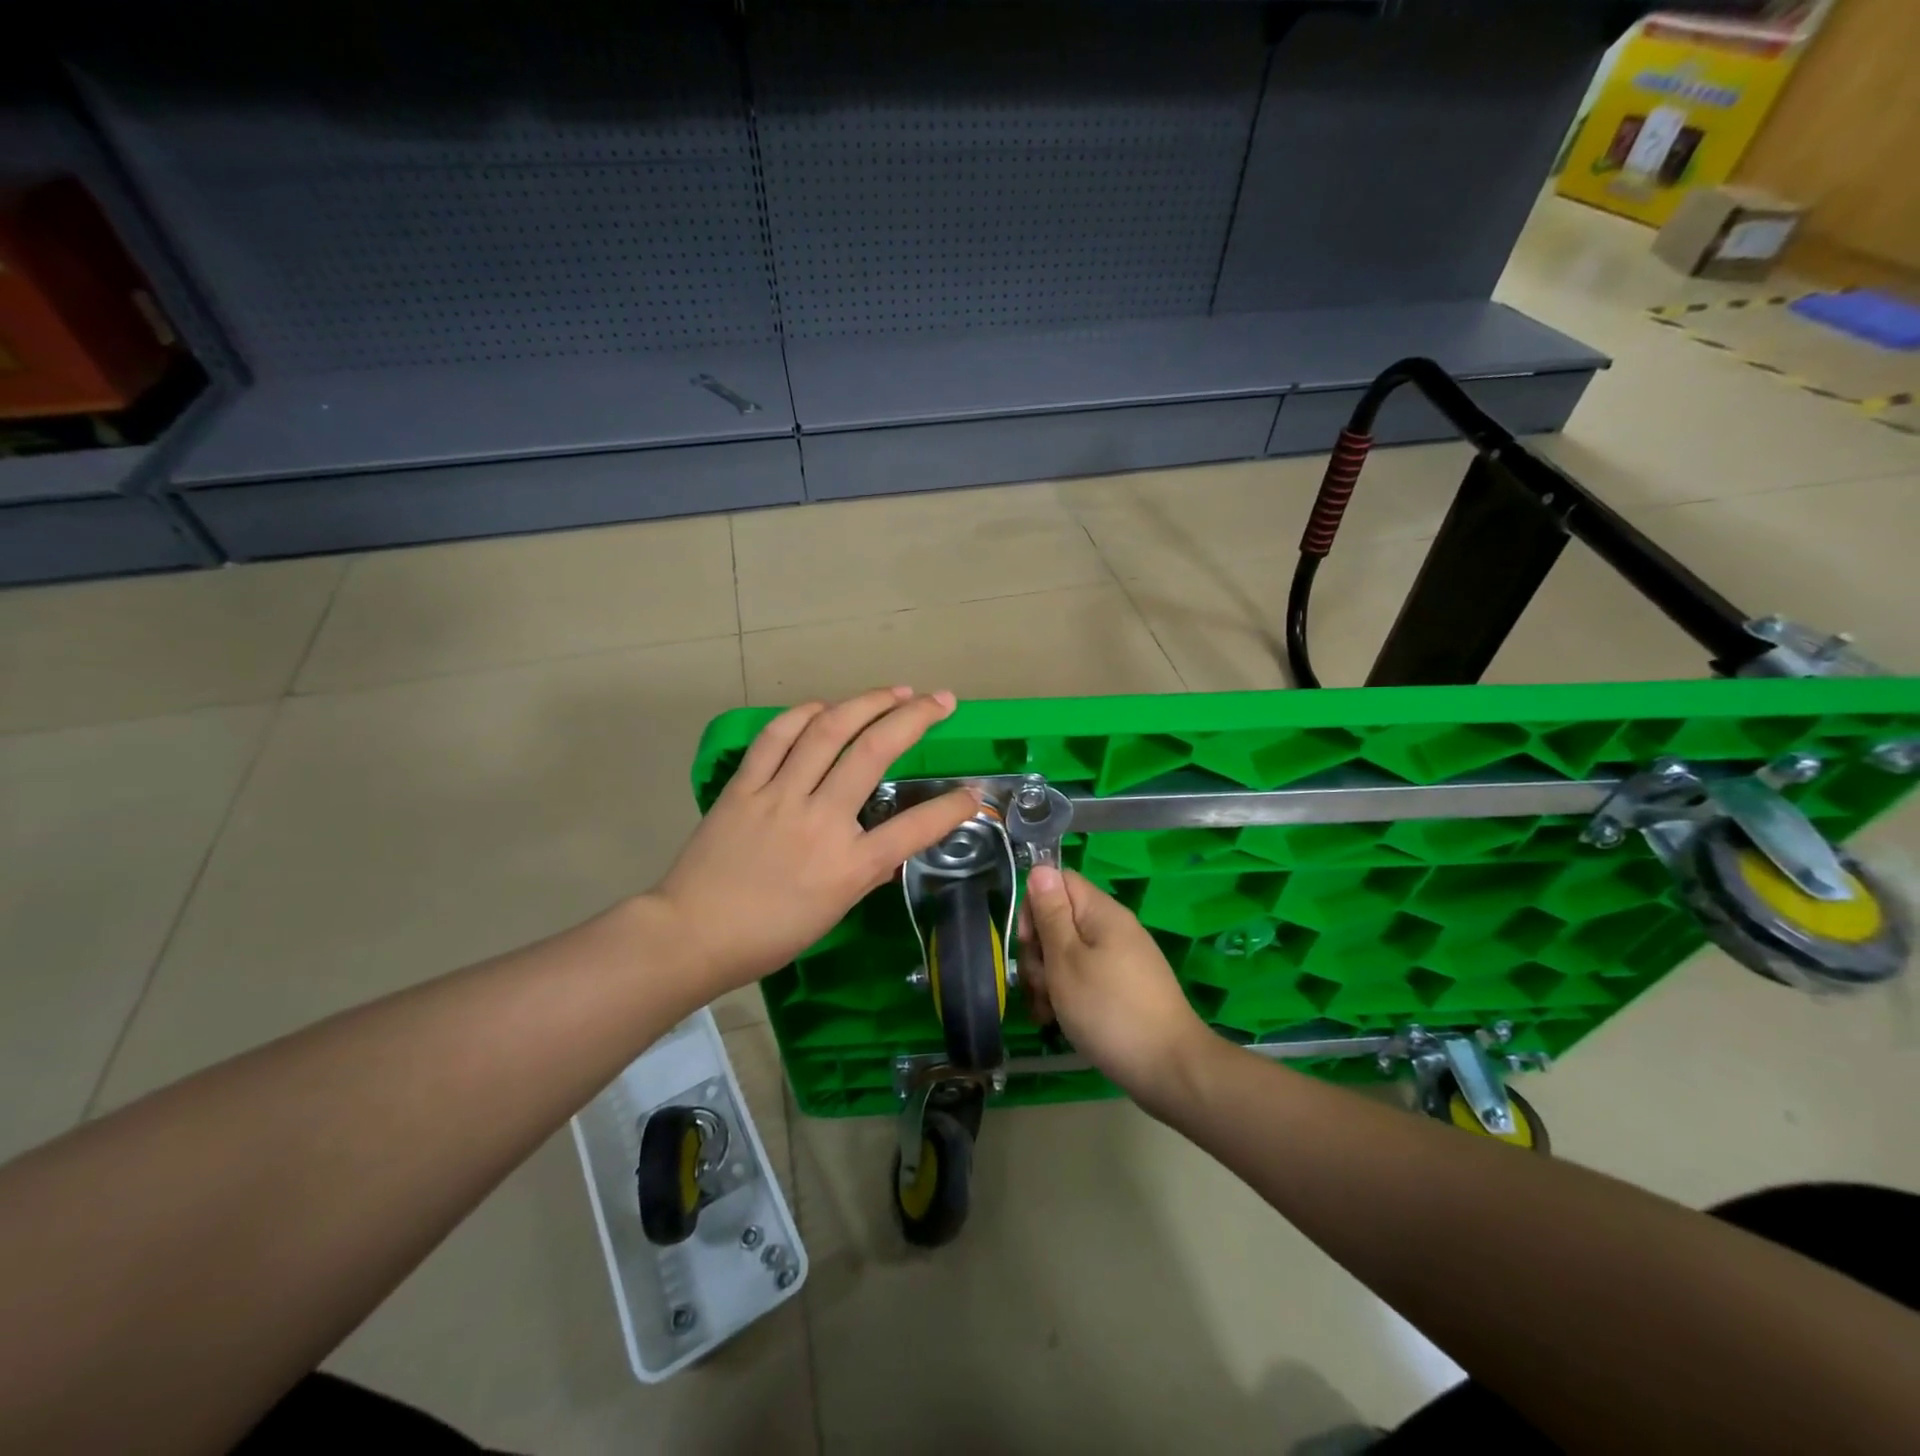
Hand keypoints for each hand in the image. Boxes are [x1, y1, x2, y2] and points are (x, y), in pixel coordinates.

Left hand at [651, 687, 980, 995]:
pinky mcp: (744, 787)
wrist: (692, 934)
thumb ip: (868, 872)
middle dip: (915, 718)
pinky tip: (826, 706)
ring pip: (828, 731)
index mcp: (848, 866)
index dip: (953, 808)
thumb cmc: (769, 935)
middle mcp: (820, 821)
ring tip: (895, 691)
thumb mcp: (833, 912)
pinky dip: (804, 714)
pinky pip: (776, 737)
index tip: (975, 793)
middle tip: (941, 701)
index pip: (914, 829)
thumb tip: (894, 847)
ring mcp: (779, 797)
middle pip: (875, 754)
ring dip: (867, 703)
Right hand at [1019, 867, 1216, 1110]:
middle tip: (1040, 985)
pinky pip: (1085, 978)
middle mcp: (1112, 928)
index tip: (1029, 943)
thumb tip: (1041, 867)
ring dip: (1048, 979)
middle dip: (1038, 952)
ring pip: (1068, 954)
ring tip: (1047, 1012)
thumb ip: (1051, 913)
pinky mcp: (1122, 988)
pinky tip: (1058, 1022)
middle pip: (1060, 920)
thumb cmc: (1109, 1010)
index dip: (1034, 906)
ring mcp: (1120, 959)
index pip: (1058, 882)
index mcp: (1102, 912)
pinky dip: (1067, 995)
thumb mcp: (1067, 960)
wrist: (1169, 1069)